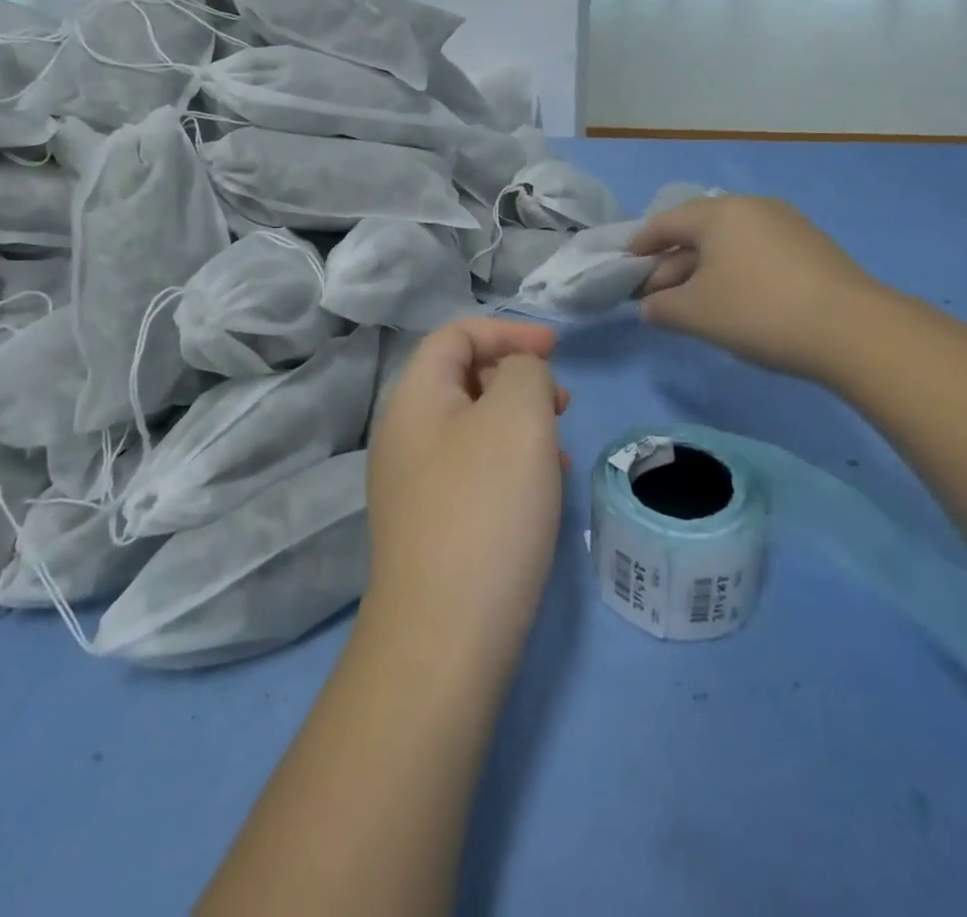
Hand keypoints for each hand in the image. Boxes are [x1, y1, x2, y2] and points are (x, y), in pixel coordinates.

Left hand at [364, 318, 570, 663]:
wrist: (445, 635)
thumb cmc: (486, 505)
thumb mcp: (518, 414)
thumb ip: (524, 371)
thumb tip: (519, 378)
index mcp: (415, 396)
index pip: (456, 335)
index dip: (507, 331)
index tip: (557, 349)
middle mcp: (404, 433)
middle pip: (463, 378)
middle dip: (518, 378)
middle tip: (562, 403)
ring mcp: (412, 483)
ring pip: (474, 427)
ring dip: (520, 424)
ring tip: (559, 450)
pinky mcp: (430, 525)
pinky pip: (474, 470)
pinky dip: (510, 464)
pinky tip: (540, 492)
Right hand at [628, 196, 887, 382]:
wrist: (852, 329)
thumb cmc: (758, 311)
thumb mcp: (696, 313)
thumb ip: (661, 307)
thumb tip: (650, 306)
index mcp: (718, 213)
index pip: (665, 223)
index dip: (640, 245)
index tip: (626, 267)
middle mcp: (751, 208)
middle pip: (697, 231)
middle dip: (671, 263)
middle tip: (656, 296)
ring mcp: (785, 224)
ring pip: (728, 243)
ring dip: (703, 270)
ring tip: (693, 303)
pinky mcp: (810, 247)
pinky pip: (755, 252)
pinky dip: (734, 272)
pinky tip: (734, 301)